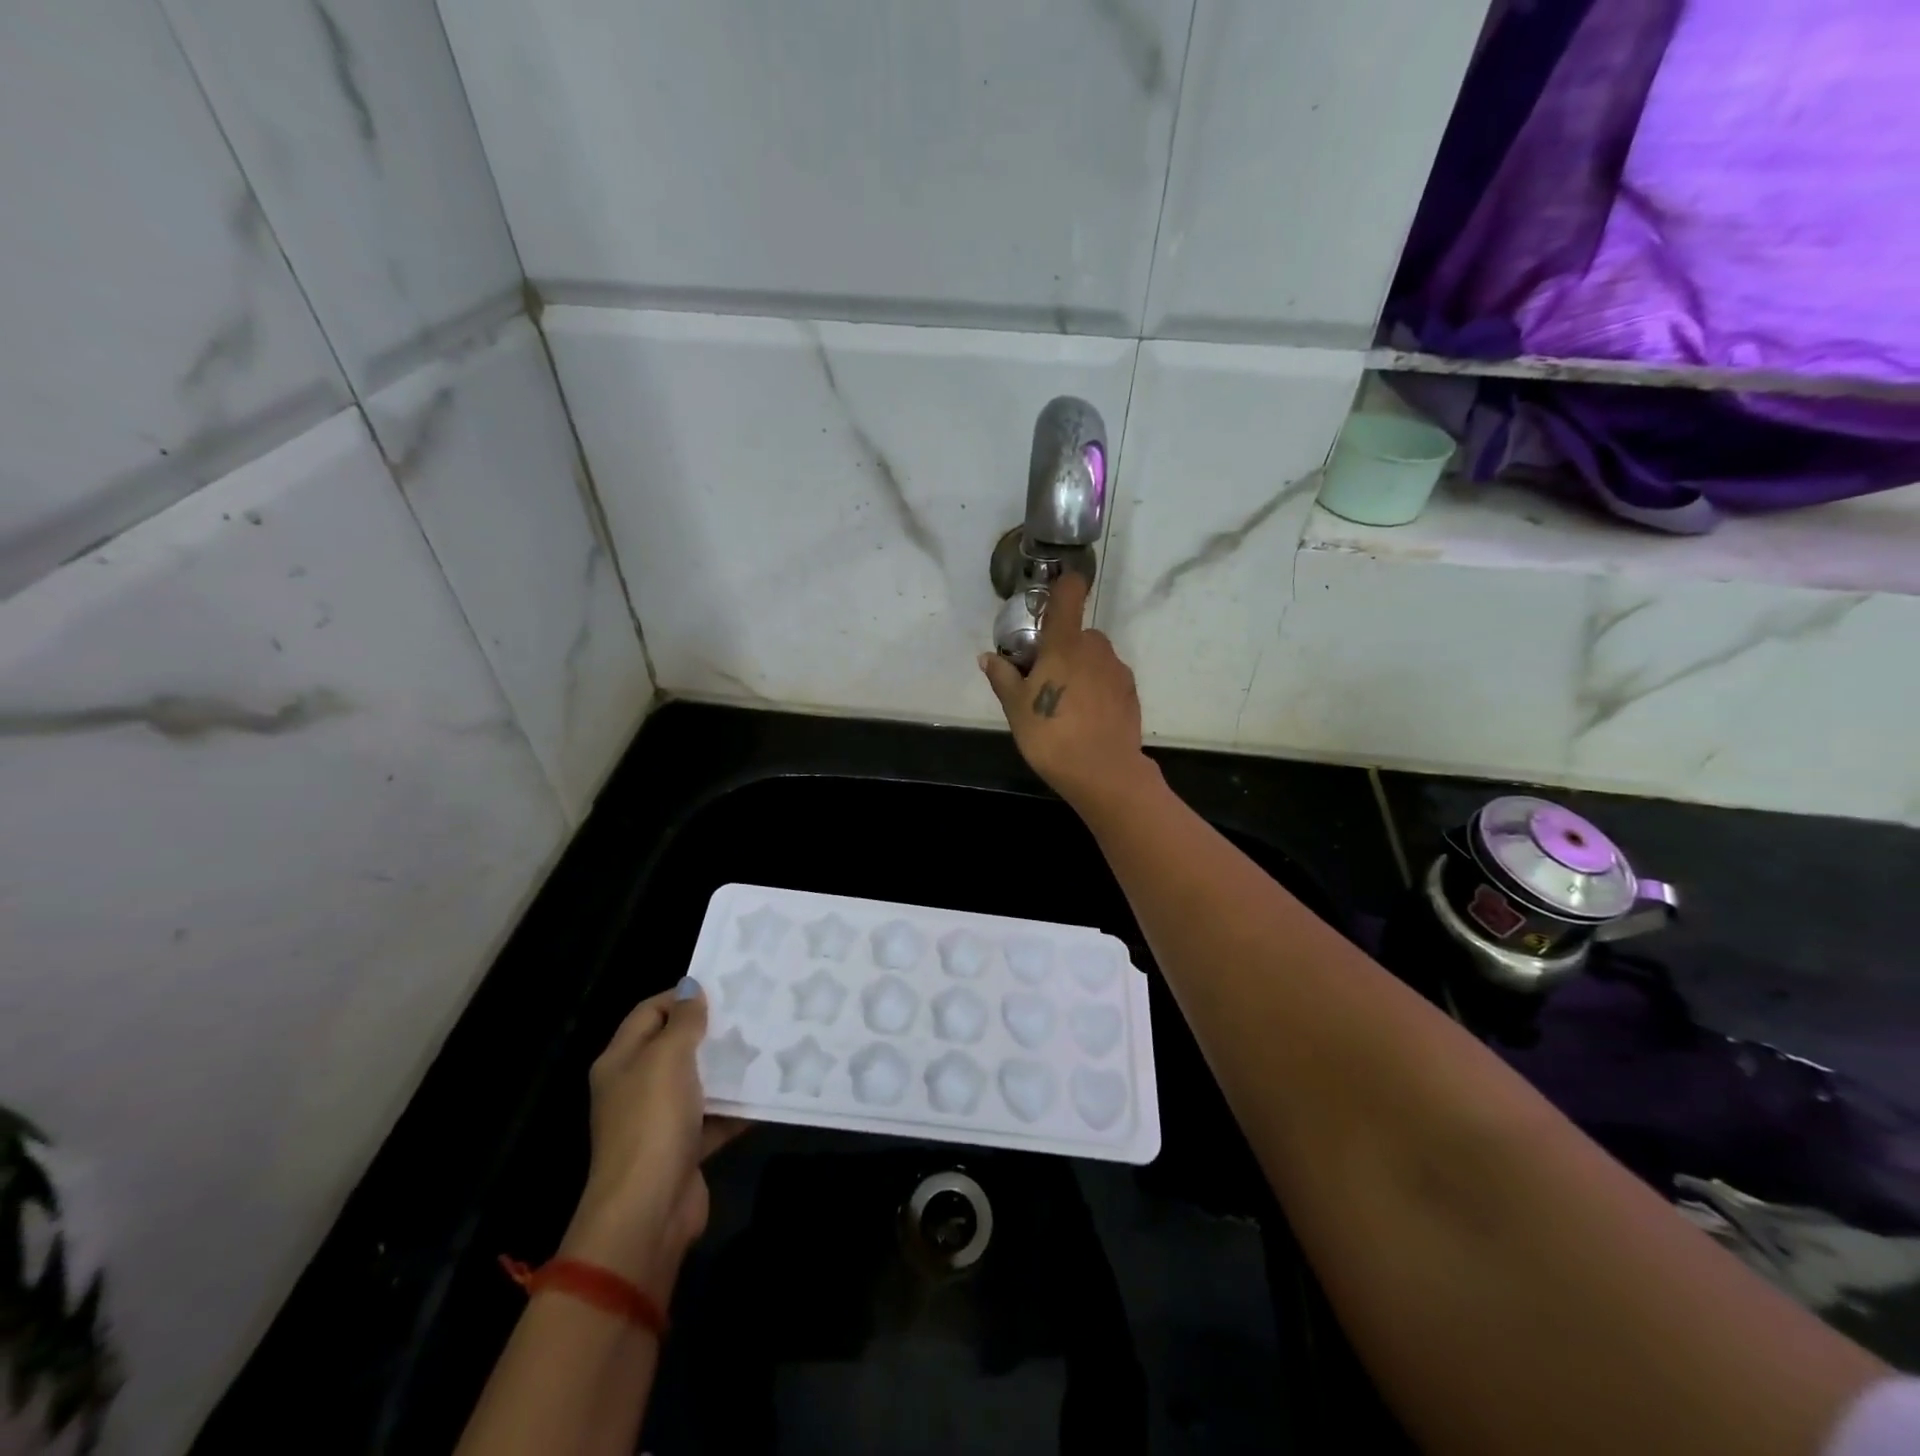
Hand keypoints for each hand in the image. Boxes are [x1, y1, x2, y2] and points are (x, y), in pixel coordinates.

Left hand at [559, 979, 745, 1299]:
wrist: (648, 1210)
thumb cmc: (652, 1122)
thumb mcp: (668, 1058)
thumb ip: (683, 1021)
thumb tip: (691, 987)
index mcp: (621, 1061)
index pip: (649, 1012)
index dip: (681, 996)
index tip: (723, 988)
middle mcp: (636, 1087)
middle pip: (674, 1046)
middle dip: (710, 1030)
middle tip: (751, 1011)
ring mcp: (659, 1120)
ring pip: (698, 1081)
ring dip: (727, 1068)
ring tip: (766, 1044)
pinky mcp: (683, 1148)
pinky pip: (714, 1117)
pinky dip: (736, 1107)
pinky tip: (768, 1090)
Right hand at [979, 572, 1158, 818]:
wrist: (1104, 773)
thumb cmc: (1051, 735)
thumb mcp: (1016, 708)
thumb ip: (1003, 677)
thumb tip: (987, 658)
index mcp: (1065, 643)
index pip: (1069, 593)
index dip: (1062, 586)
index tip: (1048, 601)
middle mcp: (1096, 647)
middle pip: (1077, 633)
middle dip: (1060, 648)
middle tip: (1041, 678)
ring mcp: (1117, 670)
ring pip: (1093, 657)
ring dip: (1079, 669)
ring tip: (1063, 704)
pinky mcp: (1130, 693)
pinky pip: (1107, 678)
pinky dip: (1095, 688)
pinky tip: (1083, 717)